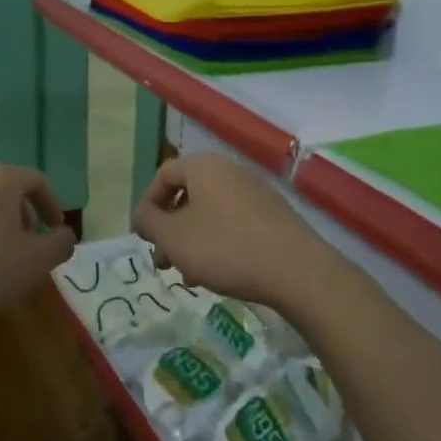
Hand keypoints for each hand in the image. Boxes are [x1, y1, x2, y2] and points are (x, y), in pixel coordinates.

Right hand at [132, 152, 335, 313]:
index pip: (163, 175)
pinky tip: (218, 273)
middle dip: (169, 228)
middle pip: (187, 194)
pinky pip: (233, 222)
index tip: (143, 237)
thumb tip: (144, 216)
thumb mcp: (173, 237)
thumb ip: (149, 222)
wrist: (297, 270)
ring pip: (210, 212)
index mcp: (203, 166)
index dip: (147, 205)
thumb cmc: (224, 248)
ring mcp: (256, 191)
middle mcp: (230, 170)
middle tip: (163, 260)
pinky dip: (217, 242)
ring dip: (191, 239)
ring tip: (189, 274)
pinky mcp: (273, 215)